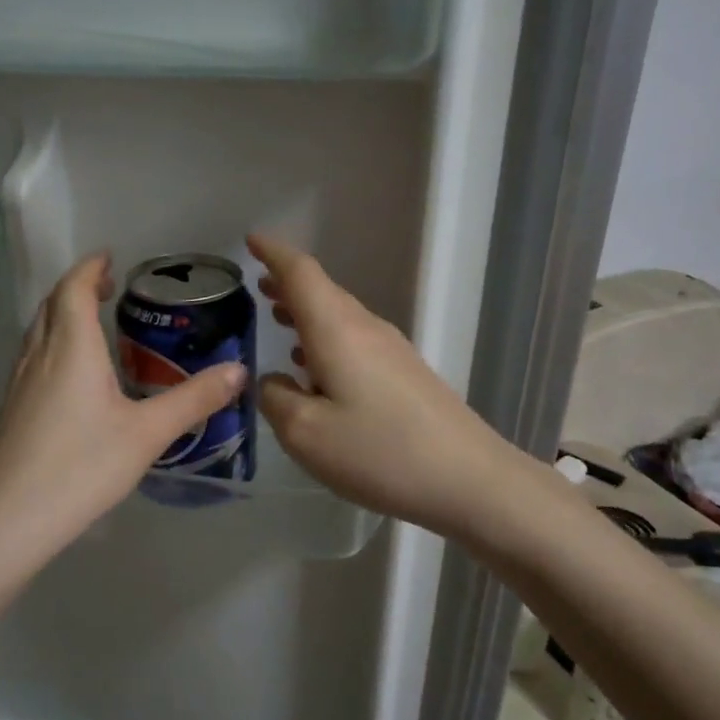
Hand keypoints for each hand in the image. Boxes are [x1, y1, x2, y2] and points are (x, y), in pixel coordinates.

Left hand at [0, 252, 245, 575]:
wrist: (6, 521)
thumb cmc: (80, 468)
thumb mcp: (147, 434)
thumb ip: (193, 400)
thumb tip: (239, 371)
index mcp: (71, 349)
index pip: (74, 288)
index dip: (90, 268)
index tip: (110, 258)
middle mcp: (39, 356)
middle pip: (52, 305)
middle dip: (77, 287)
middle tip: (108, 288)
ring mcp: (18, 385)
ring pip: (38, 332)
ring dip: (62, 315)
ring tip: (93, 325)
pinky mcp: (11, 412)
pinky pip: (33, 359)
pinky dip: (54, 345)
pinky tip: (72, 378)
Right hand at [249, 233, 521, 537]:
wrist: (467, 479)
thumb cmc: (378, 452)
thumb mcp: (305, 433)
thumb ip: (276, 399)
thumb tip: (275, 381)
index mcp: (337, 330)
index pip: (301, 273)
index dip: (274, 253)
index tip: (252, 240)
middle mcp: (366, 329)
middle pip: (323, 292)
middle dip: (288, 285)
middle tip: (259, 286)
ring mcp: (392, 351)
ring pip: (340, 318)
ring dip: (308, 314)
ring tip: (280, 320)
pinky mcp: (406, 375)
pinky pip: (356, 342)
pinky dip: (327, 341)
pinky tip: (318, 369)